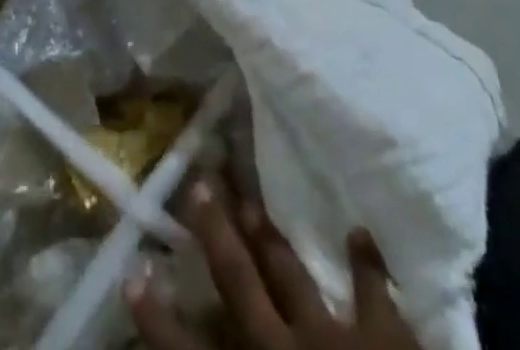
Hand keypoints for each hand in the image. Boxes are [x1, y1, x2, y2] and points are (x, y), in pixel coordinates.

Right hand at [124, 181, 421, 349]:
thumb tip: (207, 343)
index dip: (159, 318)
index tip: (133, 276)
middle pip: (239, 283)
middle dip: (216, 235)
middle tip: (198, 185)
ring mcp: (335, 339)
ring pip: (291, 273)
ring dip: (269, 236)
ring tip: (248, 199)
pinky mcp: (385, 338)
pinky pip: (375, 292)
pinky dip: (366, 262)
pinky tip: (359, 231)